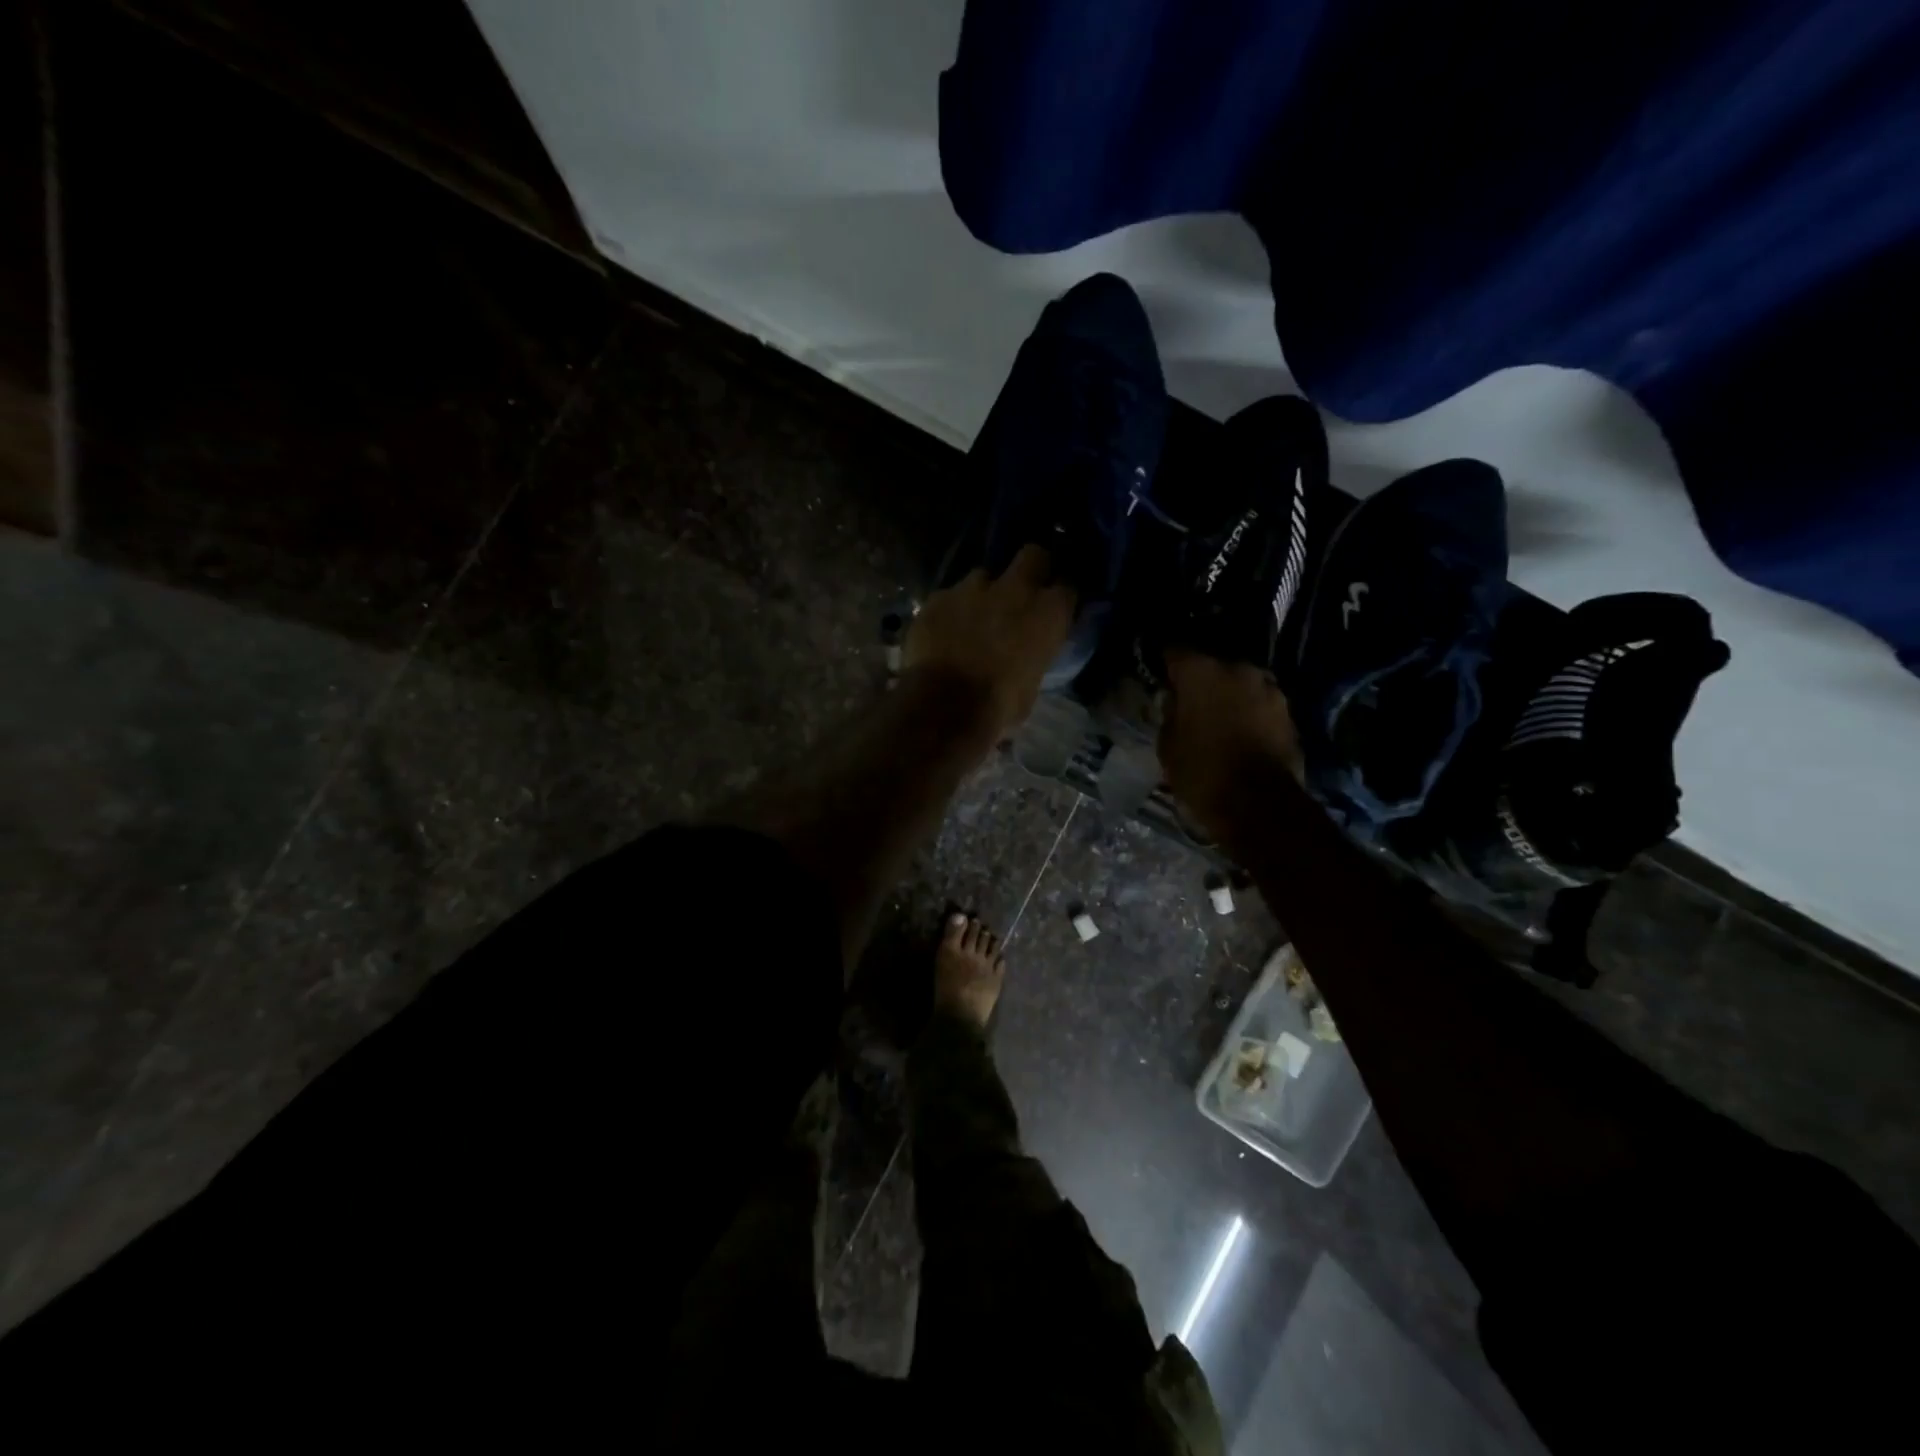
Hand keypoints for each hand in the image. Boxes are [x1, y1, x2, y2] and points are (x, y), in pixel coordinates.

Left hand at [904, 545, 1074, 739]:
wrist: (945, 705)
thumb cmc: (1000, 705)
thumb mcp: (1032, 684)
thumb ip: (1033, 656)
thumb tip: (1027, 656)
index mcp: (1048, 613)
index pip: (1068, 587)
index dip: (1060, 596)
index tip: (1055, 607)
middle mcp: (1015, 589)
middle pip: (1033, 555)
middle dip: (1030, 568)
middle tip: (1022, 591)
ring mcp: (972, 588)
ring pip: (984, 575)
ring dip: (983, 592)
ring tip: (974, 616)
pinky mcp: (938, 597)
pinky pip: (949, 596)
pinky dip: (950, 610)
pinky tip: (944, 631)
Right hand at [1158, 650, 1304, 845]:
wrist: (1259, 805)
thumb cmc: (1202, 772)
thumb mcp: (1167, 746)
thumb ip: (1170, 714)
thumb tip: (1175, 702)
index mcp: (1201, 672)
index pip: (1175, 651)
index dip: (1164, 661)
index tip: (1157, 670)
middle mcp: (1237, 669)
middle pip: (1212, 666)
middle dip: (1200, 680)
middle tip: (1188, 699)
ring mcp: (1268, 688)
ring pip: (1239, 683)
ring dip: (1228, 695)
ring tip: (1216, 716)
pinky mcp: (1288, 712)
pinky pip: (1258, 703)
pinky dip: (1248, 712)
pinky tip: (1238, 730)